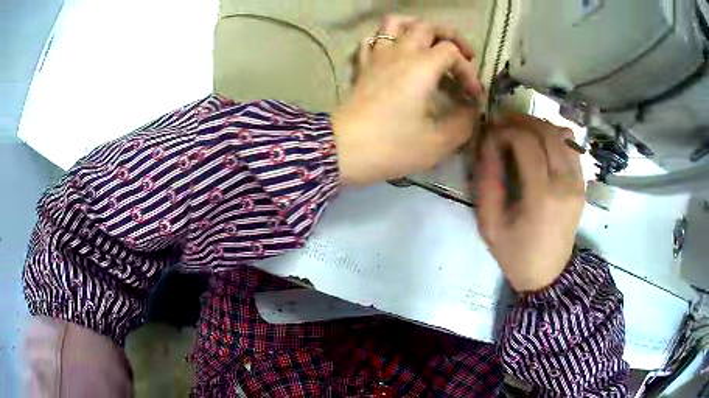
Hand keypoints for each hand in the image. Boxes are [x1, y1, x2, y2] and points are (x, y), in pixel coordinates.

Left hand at [332, 15, 483, 185]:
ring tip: (428, 44)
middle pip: (426, 25)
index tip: (473, 97)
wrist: (341, 151)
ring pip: (394, 24)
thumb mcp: (437, 143)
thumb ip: (463, 124)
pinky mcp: (361, 67)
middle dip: (450, 36)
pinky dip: (385, 41)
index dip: (468, 71)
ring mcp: (376, 56)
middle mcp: (399, 52)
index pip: (452, 52)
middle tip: (461, 56)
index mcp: (421, 66)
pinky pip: (370, 41)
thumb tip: (471, 111)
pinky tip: (393, 55)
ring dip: (415, 28)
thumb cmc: (391, 146)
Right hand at [474, 114, 584, 292]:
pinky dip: (554, 137)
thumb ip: (487, 181)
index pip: (526, 143)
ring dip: (539, 125)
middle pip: (546, 132)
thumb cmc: (515, 253)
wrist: (548, 275)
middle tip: (502, 124)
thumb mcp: (490, 224)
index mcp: (542, 195)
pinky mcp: (582, 184)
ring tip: (520, 131)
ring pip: (562, 134)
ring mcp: (578, 182)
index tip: (491, 134)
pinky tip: (540, 144)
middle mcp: (566, 183)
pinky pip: (572, 147)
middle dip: (521, 121)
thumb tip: (487, 142)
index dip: (505, 131)